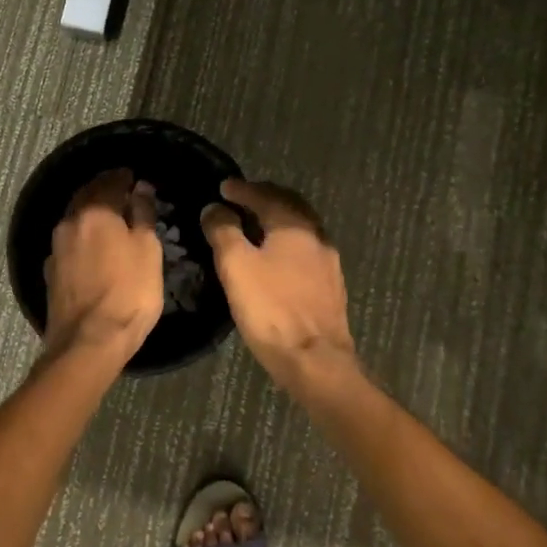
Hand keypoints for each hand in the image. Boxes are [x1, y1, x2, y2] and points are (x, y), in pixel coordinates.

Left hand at [42, 169, 163, 363]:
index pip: (109, 182)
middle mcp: (70, 222)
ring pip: (75, 218)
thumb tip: (140, 188)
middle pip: (86, 196)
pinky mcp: (51, 272)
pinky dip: (82, 235)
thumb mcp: (148, 250)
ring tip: (109, 216)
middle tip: (121, 190)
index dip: (122, 177)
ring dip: (90, 212)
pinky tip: (92, 244)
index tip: (133, 176)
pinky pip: (69, 241)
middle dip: (103, 190)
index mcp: (95, 212)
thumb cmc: (129, 293)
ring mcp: (56, 248)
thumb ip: (143, 215)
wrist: (88, 341)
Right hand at [201, 179, 357, 393]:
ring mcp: (328, 262)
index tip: (223, 187)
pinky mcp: (331, 286)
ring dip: (278, 220)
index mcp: (294, 225)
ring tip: (256, 225)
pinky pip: (306, 250)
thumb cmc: (271, 309)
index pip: (265, 195)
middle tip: (241, 199)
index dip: (242, 189)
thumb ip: (223, 231)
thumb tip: (215, 208)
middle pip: (290, 206)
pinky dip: (288, 243)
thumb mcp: (236, 266)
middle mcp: (316, 236)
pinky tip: (277, 257)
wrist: (316, 360)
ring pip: (301, 228)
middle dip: (264, 198)